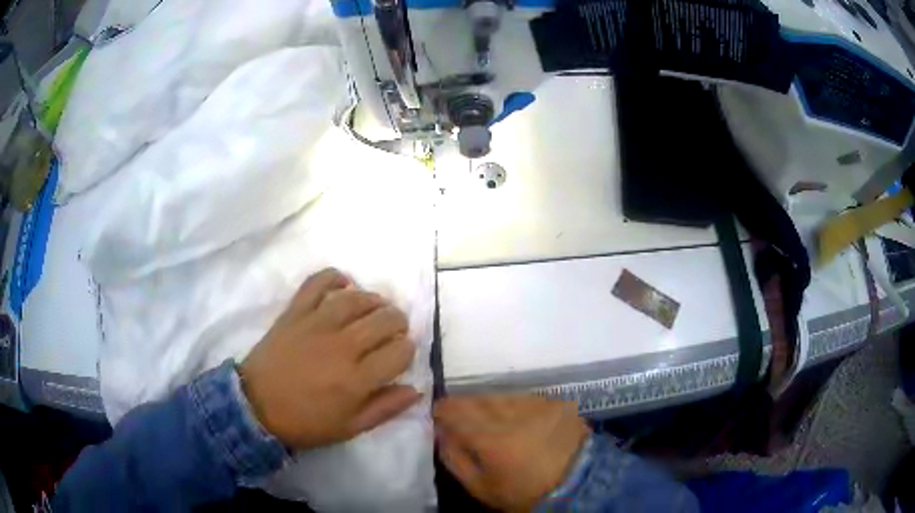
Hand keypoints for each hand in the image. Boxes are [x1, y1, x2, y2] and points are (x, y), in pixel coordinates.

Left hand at [240, 268, 419, 449]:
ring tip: (376, 307)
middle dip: (398, 322)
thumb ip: (385, 409)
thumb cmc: (305, 422)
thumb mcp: (350, 428)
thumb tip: (415, 390)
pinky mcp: (295, 312)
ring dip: (374, 300)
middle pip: (385, 320)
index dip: (408, 350)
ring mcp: (317, 325)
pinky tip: (344, 283)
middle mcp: (342, 347)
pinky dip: (333, 277)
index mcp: (357, 379)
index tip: (401, 355)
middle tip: (394, 329)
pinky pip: (317, 283)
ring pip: (357, 299)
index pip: (400, 351)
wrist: (256, 406)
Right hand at [434, 395, 590, 511]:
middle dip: (463, 404)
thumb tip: (441, 433)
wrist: (576, 485)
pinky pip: (524, 397)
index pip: (456, 412)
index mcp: (491, 439)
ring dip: (487, 402)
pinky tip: (514, 415)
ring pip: (501, 395)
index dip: (442, 409)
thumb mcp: (480, 486)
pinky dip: (512, 404)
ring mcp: (538, 406)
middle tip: (457, 412)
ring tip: (484, 414)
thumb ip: (455, 458)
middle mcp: (513, 415)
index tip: (436, 412)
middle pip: (478, 399)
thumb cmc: (522, 491)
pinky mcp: (556, 403)